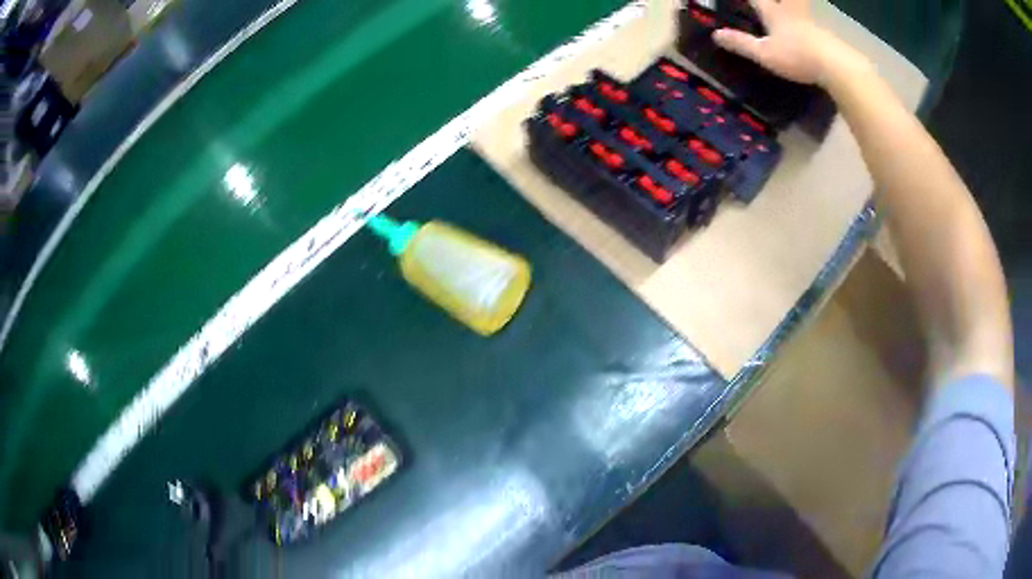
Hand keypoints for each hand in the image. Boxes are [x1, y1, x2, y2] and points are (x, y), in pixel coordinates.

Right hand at [712, 0, 866, 86]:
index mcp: (774, 14)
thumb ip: (742, 44)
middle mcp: (792, 13)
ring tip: (795, 8)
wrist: (836, 66)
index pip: (757, 0)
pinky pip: (815, 23)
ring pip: (801, 7)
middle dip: (778, 0)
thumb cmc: (797, 57)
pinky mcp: (826, 35)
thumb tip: (715, 34)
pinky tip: (813, 31)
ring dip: (797, 5)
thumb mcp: (765, 54)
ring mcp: (811, 22)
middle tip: (777, 2)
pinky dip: (812, 23)